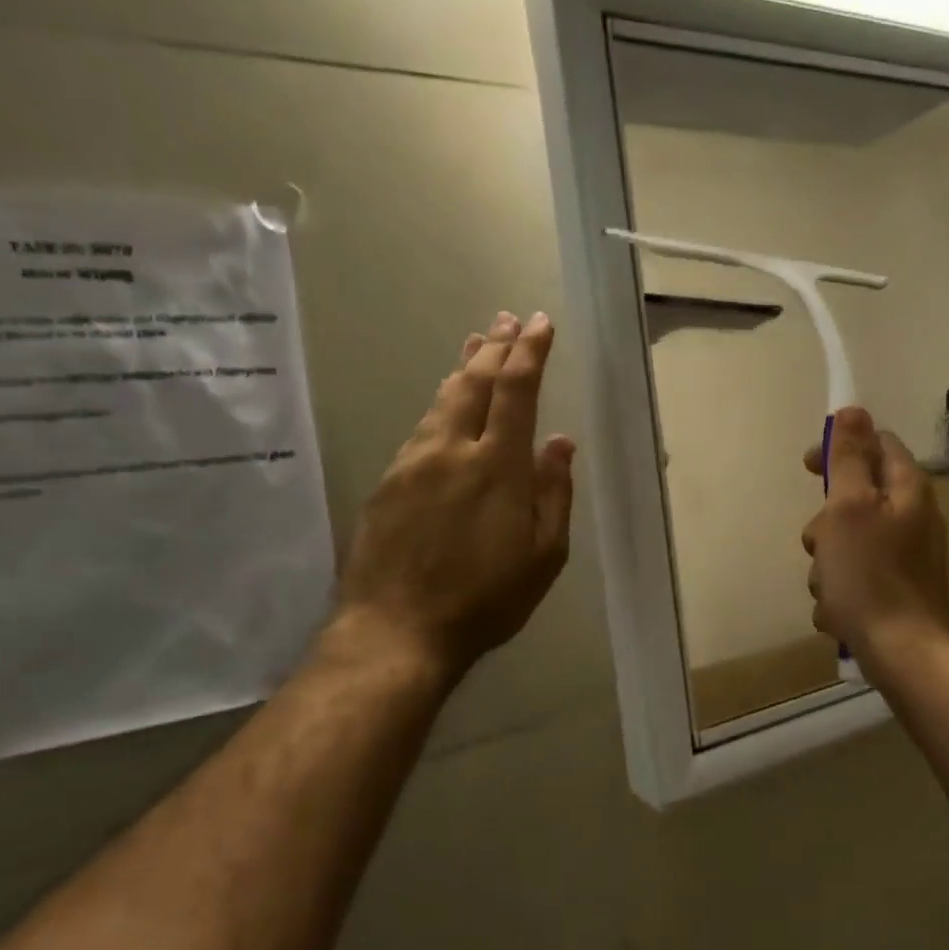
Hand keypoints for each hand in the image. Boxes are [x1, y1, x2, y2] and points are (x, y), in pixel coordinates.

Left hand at [332, 311, 574, 682]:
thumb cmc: (485, 599)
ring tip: (477, 344)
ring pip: (442, 399)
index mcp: (498, 465)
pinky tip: (445, 402)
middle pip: (474, 382)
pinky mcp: (388, 482)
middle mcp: (452, 450)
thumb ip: (553, 494)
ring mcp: (414, 463)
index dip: (530, 352)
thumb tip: (560, 443)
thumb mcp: (544, 556)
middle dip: (495, 347)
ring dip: (464, 368)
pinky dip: (441, 402)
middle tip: (506, 319)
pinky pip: (421, 427)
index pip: (517, 391)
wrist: (395, 630)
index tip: (540, 324)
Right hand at [802, 408, 948, 668]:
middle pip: (855, 499)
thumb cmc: (870, 576)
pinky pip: (855, 578)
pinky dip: (841, 592)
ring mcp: (906, 558)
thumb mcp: (849, 508)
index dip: (839, 449)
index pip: (876, 445)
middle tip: (820, 544)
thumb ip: (849, 459)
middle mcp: (912, 519)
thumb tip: (853, 410)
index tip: (807, 468)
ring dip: (827, 564)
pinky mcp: (896, 592)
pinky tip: (839, 612)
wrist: (904, 655)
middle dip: (826, 523)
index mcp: (907, 491)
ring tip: (829, 588)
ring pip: (848, 543)